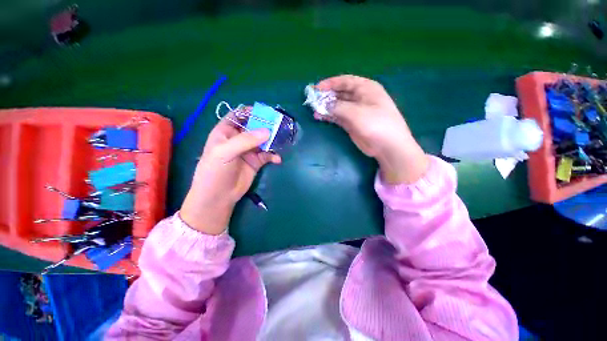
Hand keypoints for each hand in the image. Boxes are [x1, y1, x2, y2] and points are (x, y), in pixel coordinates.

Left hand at [180, 113, 280, 234]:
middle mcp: (238, 139)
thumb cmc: (215, 171)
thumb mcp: (225, 152)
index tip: (265, 111)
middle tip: (279, 125)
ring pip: (263, 141)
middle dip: (266, 125)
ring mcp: (248, 151)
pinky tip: (277, 159)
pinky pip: (267, 155)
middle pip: (254, 127)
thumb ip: (245, 140)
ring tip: (282, 140)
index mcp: (226, 132)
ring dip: (272, 140)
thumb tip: (267, 131)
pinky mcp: (256, 162)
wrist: (219, 196)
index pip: (238, 116)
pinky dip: (273, 155)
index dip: (250, 112)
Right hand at [316, 75, 428, 183]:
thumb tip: (324, 105)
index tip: (316, 88)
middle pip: (340, 93)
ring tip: (314, 110)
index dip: (330, 83)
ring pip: (338, 105)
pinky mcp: (352, 123)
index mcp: (366, 88)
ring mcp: (356, 111)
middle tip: (312, 100)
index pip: (345, 81)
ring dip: (326, 107)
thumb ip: (339, 107)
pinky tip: (320, 117)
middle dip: (326, 96)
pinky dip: (329, 116)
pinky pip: (338, 116)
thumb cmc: (376, 125)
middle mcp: (360, 98)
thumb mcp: (357, 113)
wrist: (387, 146)